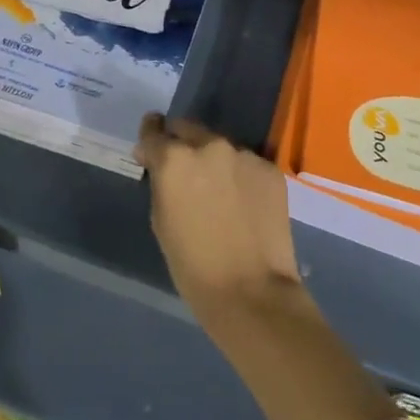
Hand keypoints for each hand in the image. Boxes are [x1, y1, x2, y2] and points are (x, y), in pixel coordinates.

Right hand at [136, 114, 309, 334]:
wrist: (252, 291)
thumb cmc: (193, 265)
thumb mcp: (160, 220)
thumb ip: (161, 183)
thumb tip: (163, 168)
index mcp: (174, 158)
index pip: (153, 130)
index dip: (149, 138)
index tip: (150, 149)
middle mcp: (209, 146)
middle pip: (187, 128)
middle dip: (181, 143)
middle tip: (184, 170)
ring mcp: (244, 155)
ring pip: (220, 147)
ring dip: (213, 161)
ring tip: (218, 192)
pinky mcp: (270, 169)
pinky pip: (247, 164)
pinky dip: (240, 176)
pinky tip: (243, 203)